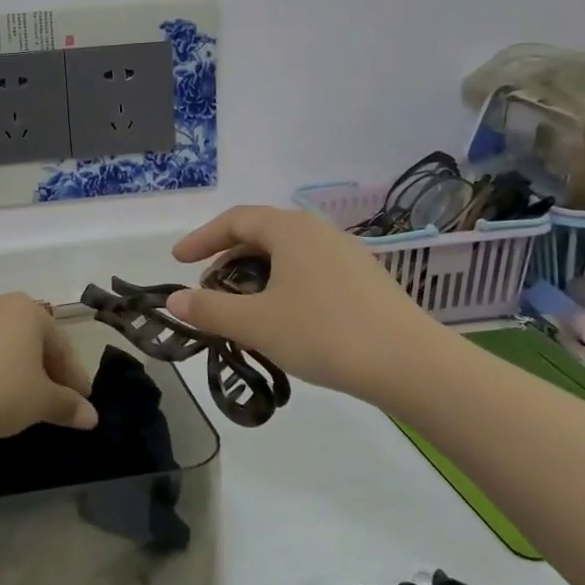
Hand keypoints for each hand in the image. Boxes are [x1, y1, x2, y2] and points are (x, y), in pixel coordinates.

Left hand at [0, 293, 95, 439]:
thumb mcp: (39, 402)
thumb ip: (67, 406)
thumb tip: (92, 416)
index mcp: (29, 311)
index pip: (63, 346)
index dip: (75, 378)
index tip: (82, 404)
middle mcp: (0, 304)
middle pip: (35, 341)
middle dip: (48, 372)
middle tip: (57, 404)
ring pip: (8, 346)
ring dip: (21, 371)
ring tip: (25, 401)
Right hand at [165, 206, 447, 405]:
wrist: (411, 364)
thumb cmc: (325, 333)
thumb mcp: (256, 324)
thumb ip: (210, 310)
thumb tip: (174, 301)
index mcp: (290, 230)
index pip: (235, 220)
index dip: (202, 238)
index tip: (178, 261)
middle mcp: (318, 231)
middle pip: (261, 234)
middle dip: (227, 258)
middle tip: (208, 288)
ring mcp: (346, 254)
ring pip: (287, 254)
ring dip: (256, 274)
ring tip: (242, 307)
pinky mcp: (364, 280)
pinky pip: (310, 270)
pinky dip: (283, 285)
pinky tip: (284, 318)